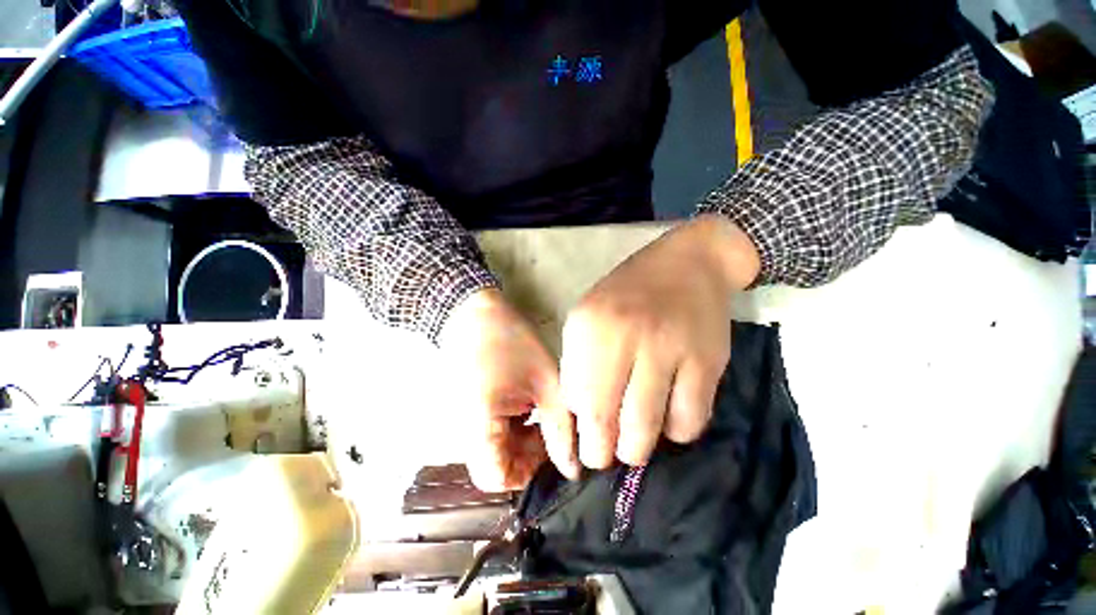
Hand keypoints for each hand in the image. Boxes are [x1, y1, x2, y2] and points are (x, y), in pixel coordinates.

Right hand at [440, 289, 575, 491]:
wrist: (475, 312)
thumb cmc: (512, 341)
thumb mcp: (544, 383)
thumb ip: (559, 427)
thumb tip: (572, 468)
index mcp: (479, 424)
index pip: (497, 479)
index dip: (528, 473)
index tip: (553, 451)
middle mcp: (464, 429)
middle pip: (497, 466)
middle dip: (529, 456)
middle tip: (551, 429)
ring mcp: (463, 419)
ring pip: (495, 450)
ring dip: (522, 441)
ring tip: (541, 410)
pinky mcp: (469, 408)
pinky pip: (490, 433)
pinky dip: (512, 428)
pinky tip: (527, 403)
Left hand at [547, 215, 760, 470]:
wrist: (688, 262)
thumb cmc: (629, 292)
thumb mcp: (589, 317)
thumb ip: (579, 362)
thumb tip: (578, 414)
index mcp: (590, 324)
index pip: (575, 397)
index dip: (578, 433)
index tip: (581, 446)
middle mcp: (627, 336)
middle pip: (606, 419)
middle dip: (602, 453)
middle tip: (605, 454)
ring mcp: (670, 348)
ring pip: (647, 429)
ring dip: (637, 449)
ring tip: (633, 445)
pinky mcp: (708, 361)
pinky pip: (689, 421)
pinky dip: (675, 431)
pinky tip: (667, 418)